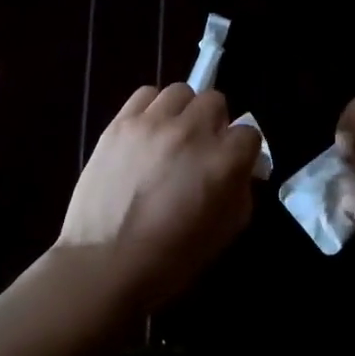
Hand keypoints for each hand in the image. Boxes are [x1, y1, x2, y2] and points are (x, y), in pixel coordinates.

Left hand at [56, 84, 259, 315]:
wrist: (104, 263)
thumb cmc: (171, 259)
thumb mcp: (225, 232)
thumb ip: (240, 191)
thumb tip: (240, 170)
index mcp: (223, 162)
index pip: (249, 133)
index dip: (243, 150)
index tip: (233, 164)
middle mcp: (192, 132)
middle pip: (215, 101)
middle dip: (214, 124)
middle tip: (201, 148)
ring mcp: (154, 123)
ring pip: (181, 92)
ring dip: (183, 111)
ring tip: (172, 135)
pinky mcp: (121, 122)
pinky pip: (145, 94)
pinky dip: (151, 108)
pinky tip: (146, 131)